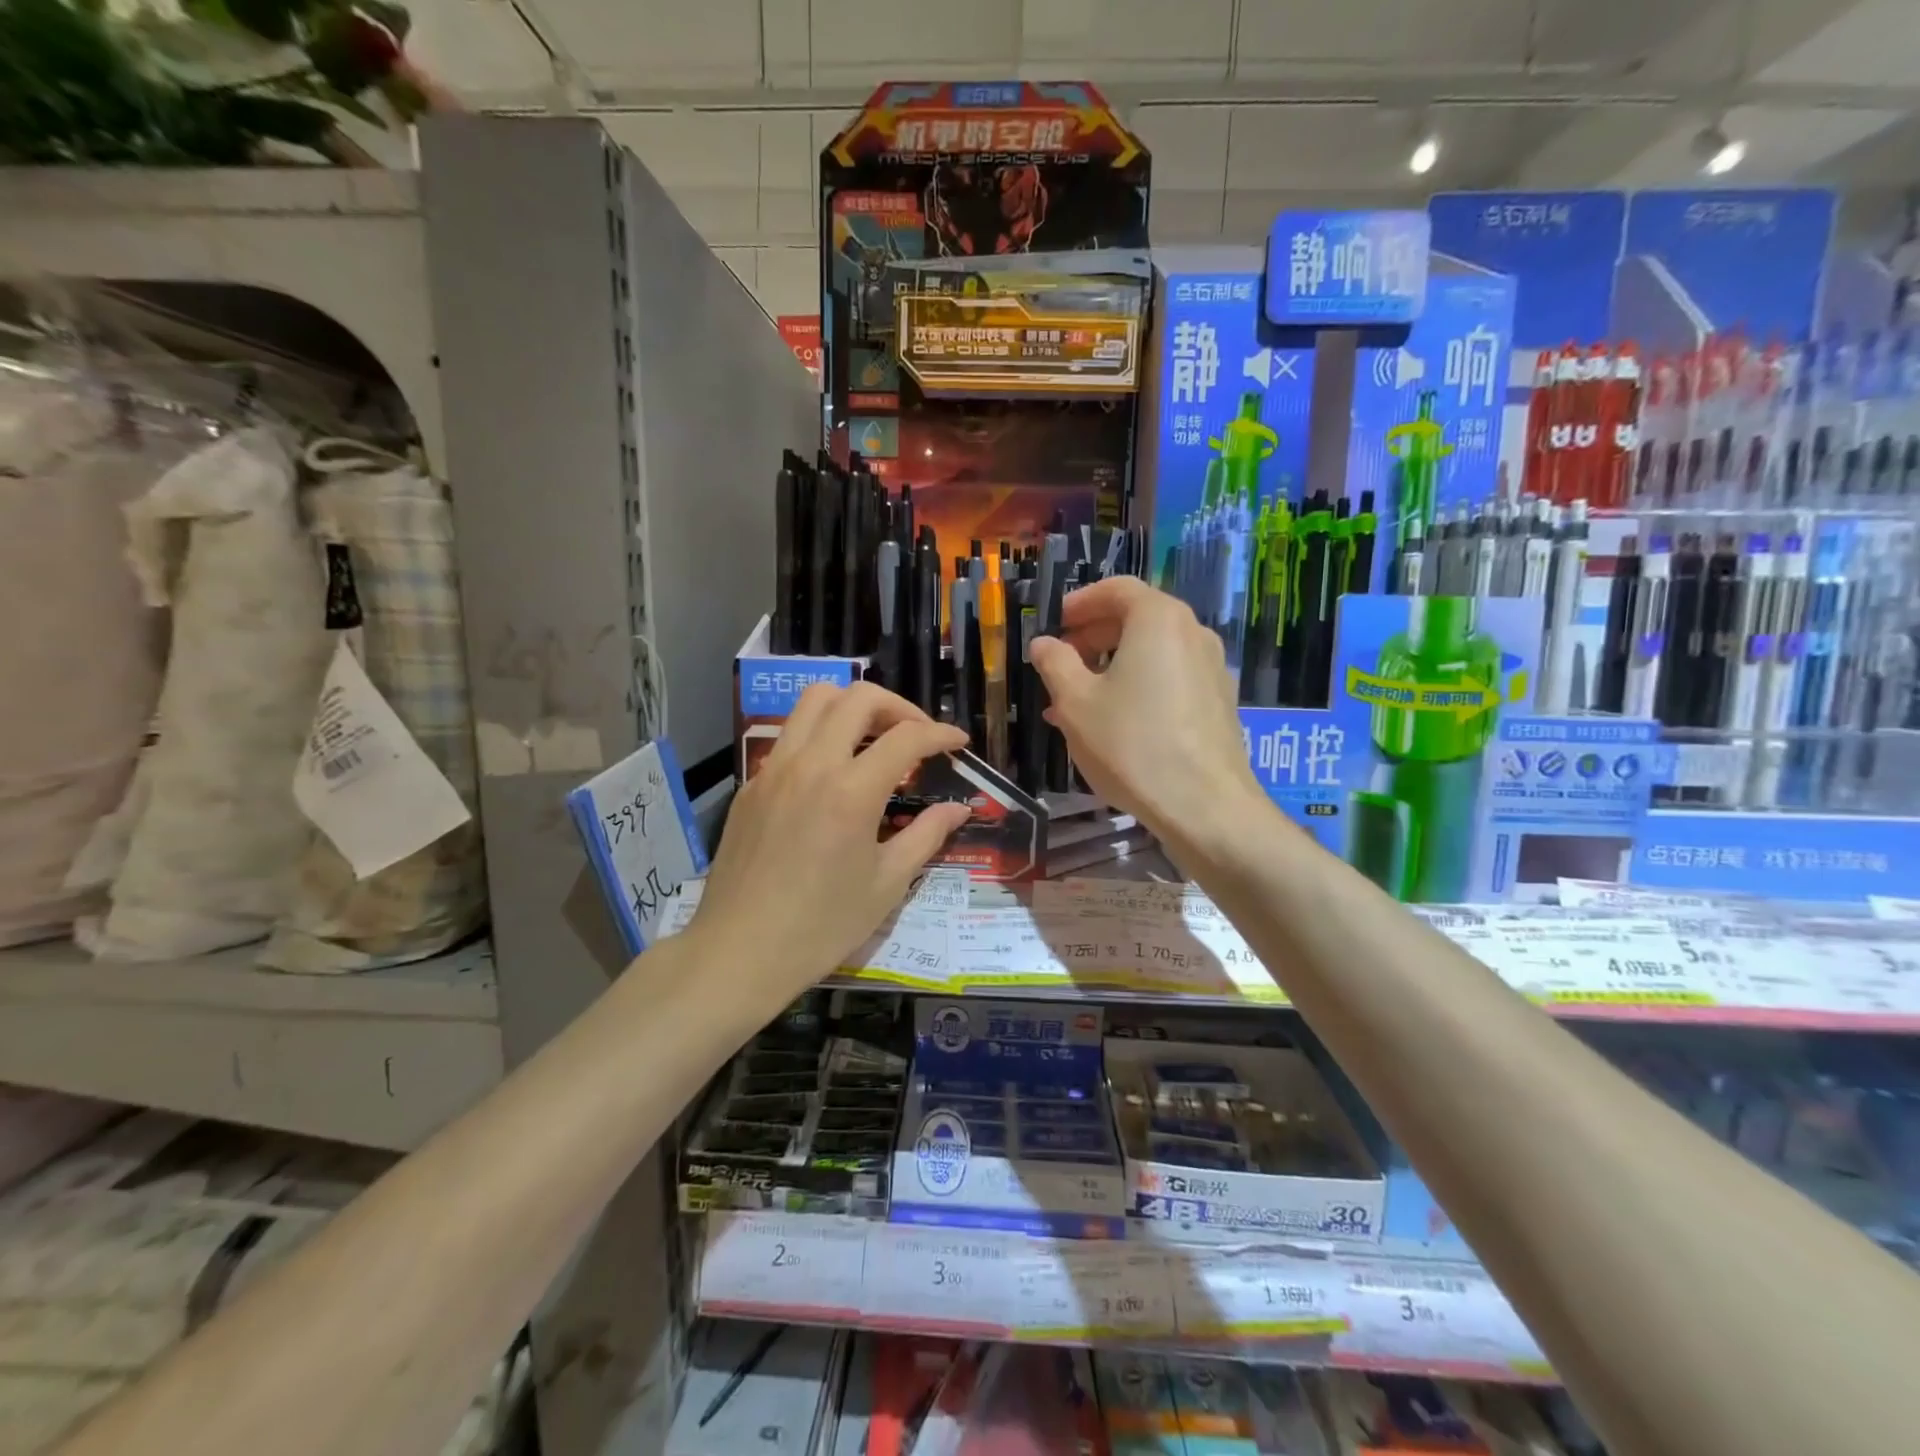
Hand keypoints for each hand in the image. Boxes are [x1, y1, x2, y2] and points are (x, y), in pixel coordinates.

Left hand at [693, 682, 970, 1007]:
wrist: (739, 952)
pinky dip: (820, 735)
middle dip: (897, 706)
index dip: (940, 734)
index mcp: (851, 791)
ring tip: (874, 739)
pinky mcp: (751, 785)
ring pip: (814, 702)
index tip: (958, 743)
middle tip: (916, 736)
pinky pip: (790, 736)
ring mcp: (774, 770)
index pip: (906, 737)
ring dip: (852, 707)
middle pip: (857, 698)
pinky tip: (832, 774)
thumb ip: (926, 835)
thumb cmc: (822, 926)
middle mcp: (810, 764)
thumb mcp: (887, 884)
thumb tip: (958, 809)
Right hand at [1030, 577, 1265, 855]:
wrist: (1204, 806)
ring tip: (1077, 700)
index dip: (1082, 601)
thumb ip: (1055, 663)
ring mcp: (1212, 670)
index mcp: (1158, 620)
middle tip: (1062, 661)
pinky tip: (1113, 723)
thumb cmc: (1131, 744)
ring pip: (1153, 654)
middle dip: (1094, 637)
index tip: (1057, 621)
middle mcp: (1193, 634)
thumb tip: (1044, 643)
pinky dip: (1138, 687)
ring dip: (1112, 667)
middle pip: (1138, 619)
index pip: (1118, 589)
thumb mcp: (1076, 702)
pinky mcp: (1218, 704)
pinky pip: (1170, 680)